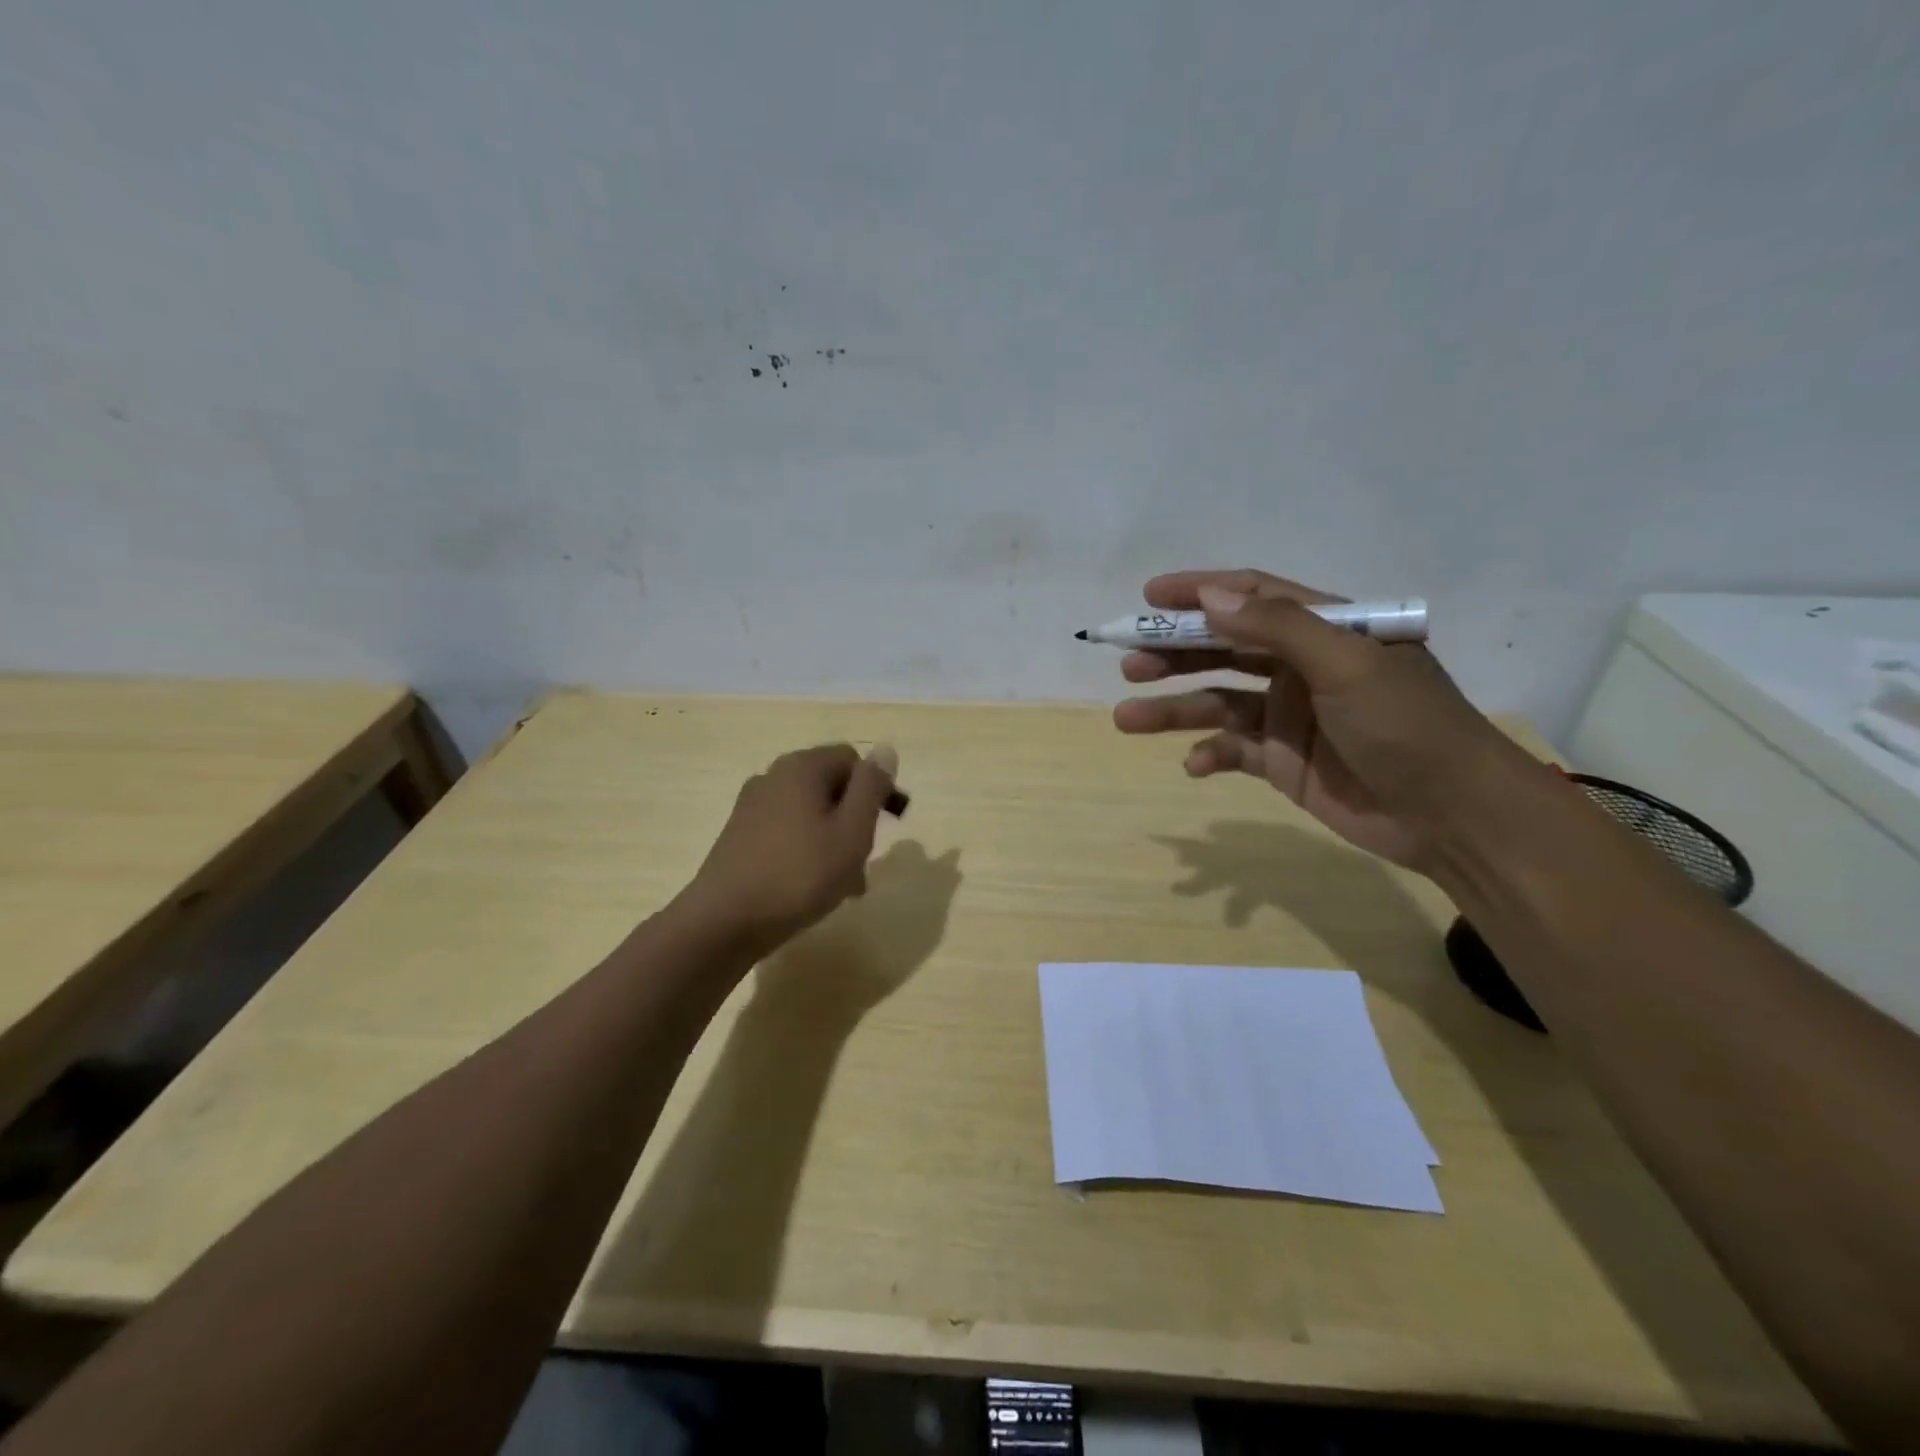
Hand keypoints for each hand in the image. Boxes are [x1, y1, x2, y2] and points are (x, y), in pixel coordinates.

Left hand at [684, 743, 898, 954]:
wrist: (724, 921)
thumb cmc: (800, 874)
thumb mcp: (852, 832)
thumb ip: (871, 787)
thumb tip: (885, 749)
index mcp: (802, 767)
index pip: (852, 759)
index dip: (876, 787)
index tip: (888, 825)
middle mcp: (774, 776)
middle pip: (830, 786)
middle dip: (854, 819)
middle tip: (866, 860)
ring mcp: (752, 806)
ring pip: (809, 813)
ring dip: (834, 840)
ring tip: (846, 886)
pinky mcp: (739, 835)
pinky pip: (787, 832)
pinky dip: (807, 850)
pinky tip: (812, 887)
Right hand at [1112, 570, 1528, 871]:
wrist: (1453, 816)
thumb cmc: (1407, 725)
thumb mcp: (1347, 664)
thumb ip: (1277, 627)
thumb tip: (1208, 595)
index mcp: (1325, 630)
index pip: (1252, 596)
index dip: (1199, 592)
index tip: (1149, 597)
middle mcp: (1301, 667)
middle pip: (1224, 649)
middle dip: (1174, 654)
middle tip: (1128, 663)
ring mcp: (1288, 716)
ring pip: (1217, 702)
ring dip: (1173, 709)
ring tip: (1128, 717)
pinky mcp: (1281, 762)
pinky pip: (1231, 751)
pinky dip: (1209, 755)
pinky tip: (1195, 765)